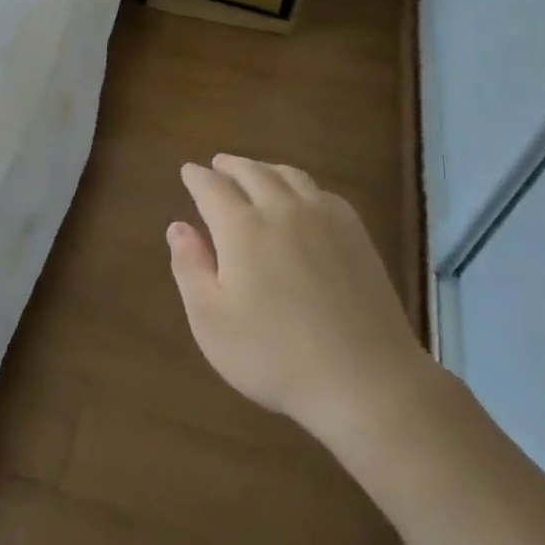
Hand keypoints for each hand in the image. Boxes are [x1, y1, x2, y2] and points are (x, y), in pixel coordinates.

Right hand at [168, 156, 427, 448]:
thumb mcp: (211, 321)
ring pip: (289, 176)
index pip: (212, 188)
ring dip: (265, 168)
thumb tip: (178, 227)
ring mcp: (325, 219)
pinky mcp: (356, 235)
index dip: (196, 177)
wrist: (366, 380)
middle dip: (230, 165)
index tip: (188, 171)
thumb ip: (190, 267)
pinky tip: (302, 198)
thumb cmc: (274, 355)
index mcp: (242, 228)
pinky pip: (322, 192)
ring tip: (255, 172)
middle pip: (252, 172)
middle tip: (217, 164)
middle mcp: (282, 210)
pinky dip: (301, 184)